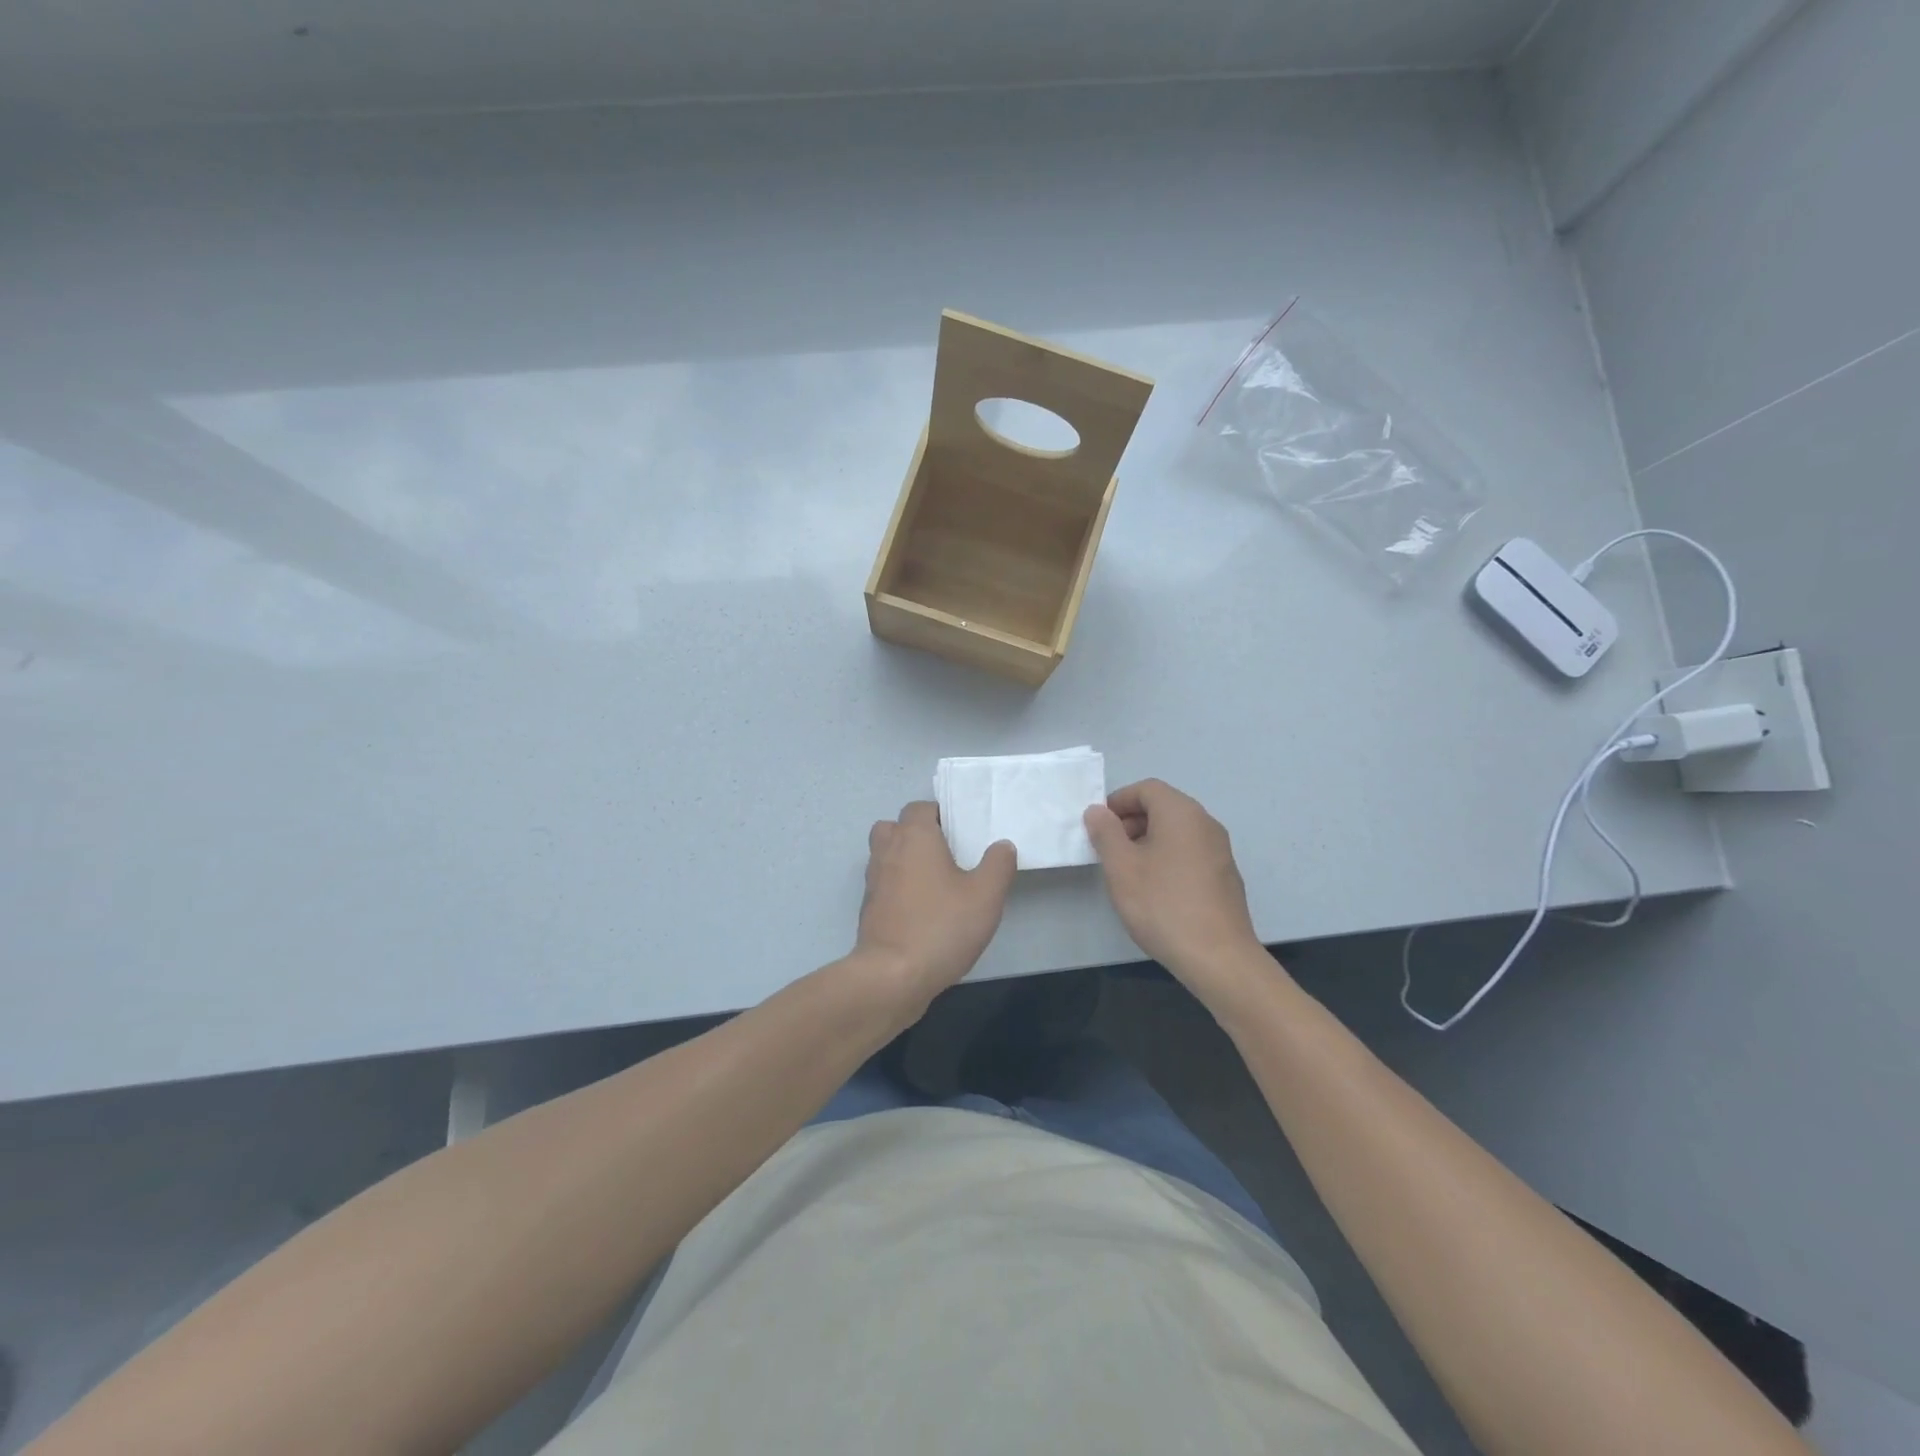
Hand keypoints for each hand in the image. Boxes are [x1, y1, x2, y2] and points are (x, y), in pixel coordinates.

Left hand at [855, 802, 1015, 1017]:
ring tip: (935, 880)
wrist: (893, 976)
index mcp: (914, 837)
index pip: (920, 808)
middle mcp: (888, 851)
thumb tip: (1002, 845)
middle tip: (945, 852)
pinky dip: (897, 887)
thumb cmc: (941, 926)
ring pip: (885, 855)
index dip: (939, 815)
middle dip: (916, 833)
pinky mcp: (868, 909)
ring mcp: (873, 881)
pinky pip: (883, 884)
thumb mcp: (986, 895)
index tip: (961, 832)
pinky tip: (922, 908)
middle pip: (895, 827)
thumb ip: (998, 865)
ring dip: (904, 859)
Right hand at [1084, 779, 1266, 1004]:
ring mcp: (1220, 850)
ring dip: (1148, 841)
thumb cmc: (1162, 905)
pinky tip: (1156, 891)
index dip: (1119, 801)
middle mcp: (1206, 823)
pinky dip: (1168, 858)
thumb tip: (1098, 811)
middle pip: (1164, 807)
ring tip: (1128, 872)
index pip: (1147, 788)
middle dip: (1132, 821)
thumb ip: (1105, 833)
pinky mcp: (1225, 876)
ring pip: (1177, 831)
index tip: (1098, 826)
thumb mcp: (1121, 867)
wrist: (1218, 957)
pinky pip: (1190, 852)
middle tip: (1109, 850)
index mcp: (1181, 813)